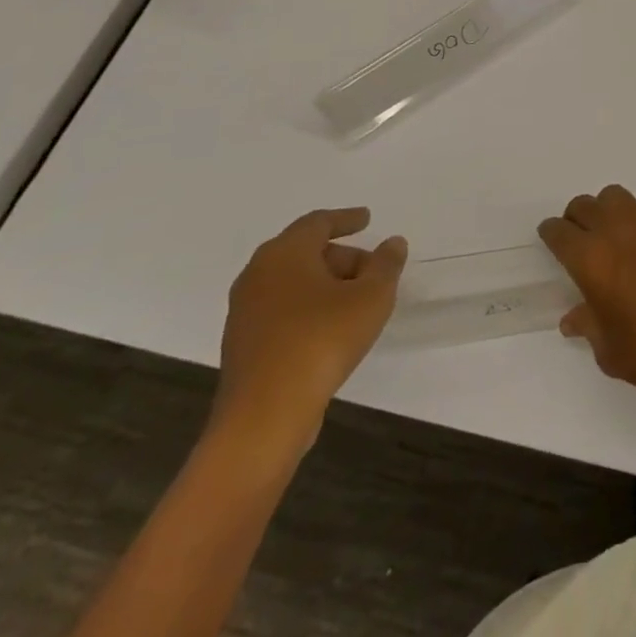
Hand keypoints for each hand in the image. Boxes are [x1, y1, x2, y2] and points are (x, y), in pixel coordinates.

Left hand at [215, 208, 406, 447]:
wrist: (264, 417)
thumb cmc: (321, 341)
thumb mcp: (372, 296)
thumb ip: (386, 264)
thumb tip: (392, 243)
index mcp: (284, 254)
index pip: (317, 223)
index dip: (346, 218)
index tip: (367, 219)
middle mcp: (257, 275)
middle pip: (305, 252)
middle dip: (342, 257)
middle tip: (373, 270)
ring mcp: (244, 313)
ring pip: (292, 283)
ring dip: (326, 285)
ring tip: (358, 302)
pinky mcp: (243, 345)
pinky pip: (282, 311)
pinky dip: (308, 308)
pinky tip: (332, 329)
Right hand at [539, 186, 635, 399]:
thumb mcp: (609, 351)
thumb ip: (588, 326)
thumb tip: (573, 317)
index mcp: (591, 260)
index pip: (559, 232)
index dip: (551, 234)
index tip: (551, 239)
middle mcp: (616, 230)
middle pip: (584, 205)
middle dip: (576, 219)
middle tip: (580, 239)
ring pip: (616, 196)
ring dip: (607, 210)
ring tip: (614, 233)